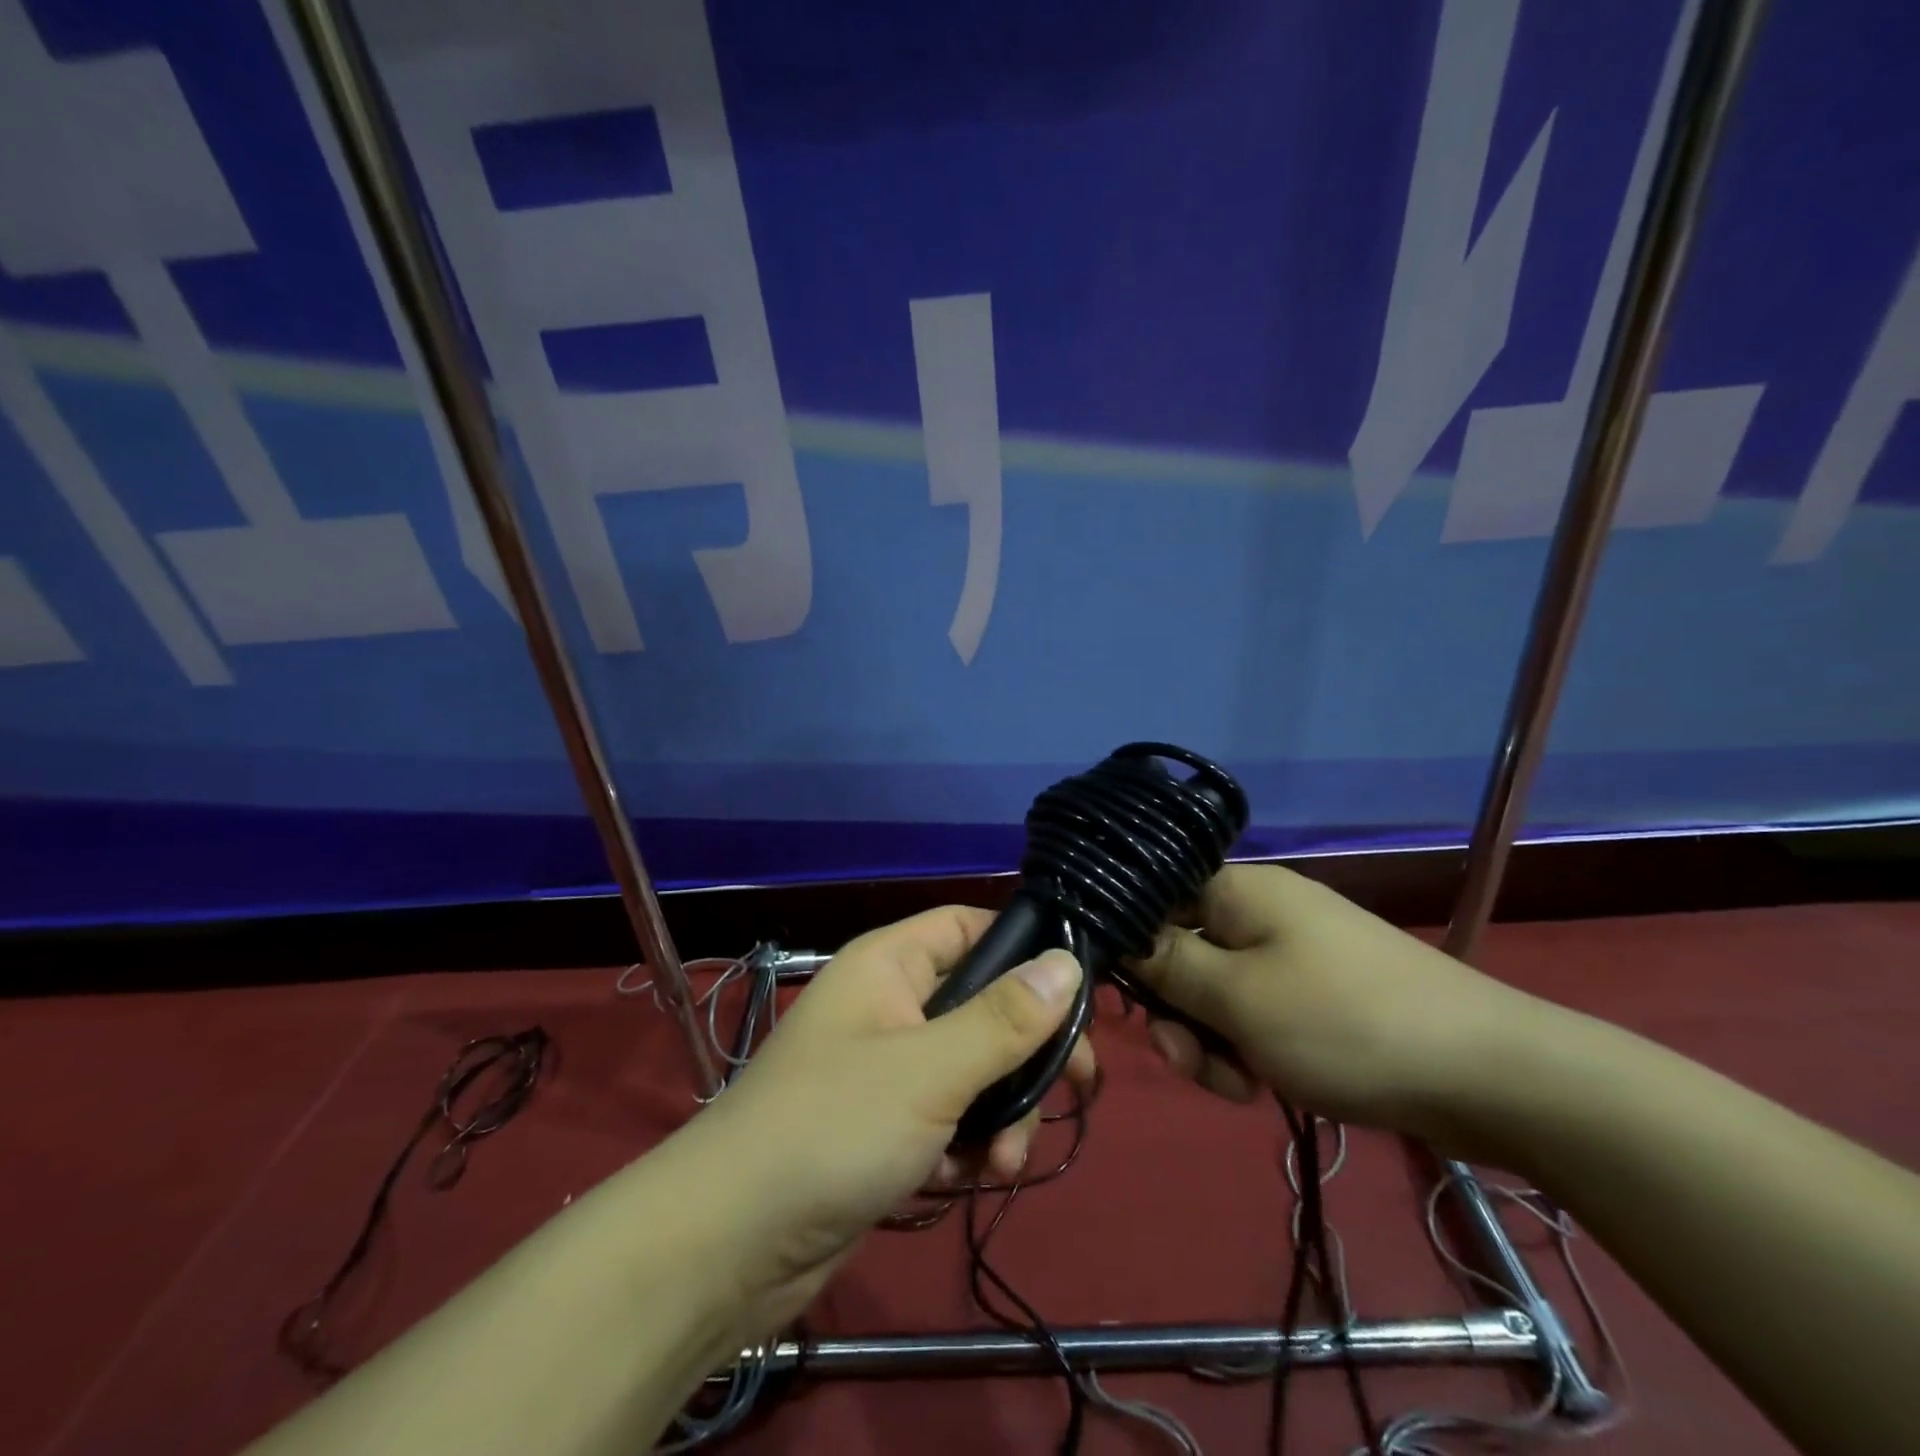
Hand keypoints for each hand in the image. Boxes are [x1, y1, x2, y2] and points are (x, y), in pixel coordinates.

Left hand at [675, 906, 1094, 1336]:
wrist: (730, 1245)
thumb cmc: (834, 1126)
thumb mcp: (932, 1069)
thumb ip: (1005, 1018)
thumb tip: (1069, 962)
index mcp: (890, 965)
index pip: (969, 927)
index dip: (1023, 950)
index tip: (1077, 995)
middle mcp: (889, 1006)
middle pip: (982, 1005)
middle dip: (1025, 1053)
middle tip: (1076, 1090)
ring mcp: (886, 1069)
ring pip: (972, 1069)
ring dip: (1001, 1112)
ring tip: (1004, 1161)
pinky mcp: (884, 1127)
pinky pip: (947, 1117)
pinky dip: (966, 1145)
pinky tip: (965, 1179)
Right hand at [1129, 864, 1549, 1149]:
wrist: (1491, 1077)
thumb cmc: (1345, 1024)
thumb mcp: (1238, 998)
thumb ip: (1168, 967)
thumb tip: (1120, 937)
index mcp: (1239, 891)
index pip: (1156, 899)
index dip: (1132, 945)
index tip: (1128, 1000)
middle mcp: (1261, 913)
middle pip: (1183, 954)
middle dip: (1178, 1013)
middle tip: (1190, 1060)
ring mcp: (1292, 955)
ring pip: (1218, 994)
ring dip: (1212, 1042)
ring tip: (1238, 1085)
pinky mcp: (1317, 997)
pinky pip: (1257, 1017)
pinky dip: (1249, 1051)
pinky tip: (1263, 1087)